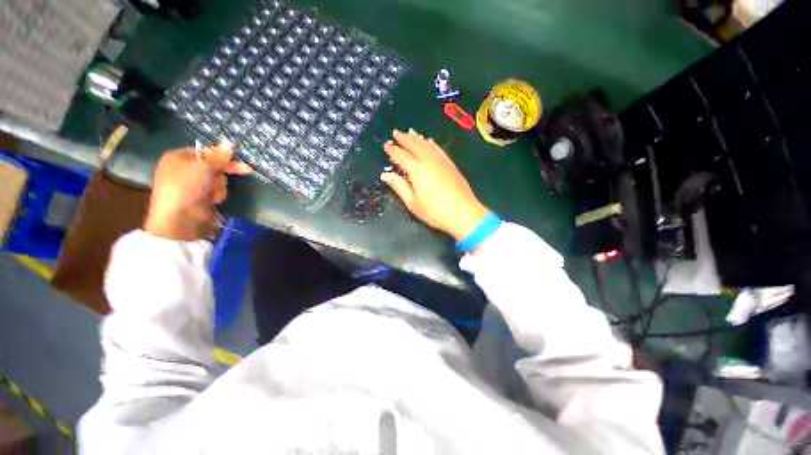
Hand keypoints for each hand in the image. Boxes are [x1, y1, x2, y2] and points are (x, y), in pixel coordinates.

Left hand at [144, 142, 251, 240]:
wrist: (180, 218)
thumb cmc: (187, 187)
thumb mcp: (204, 167)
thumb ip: (219, 156)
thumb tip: (230, 143)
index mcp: (178, 157)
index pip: (205, 151)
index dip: (221, 155)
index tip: (237, 158)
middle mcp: (183, 169)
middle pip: (213, 166)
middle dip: (223, 172)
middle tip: (245, 171)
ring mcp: (191, 185)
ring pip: (217, 179)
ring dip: (220, 186)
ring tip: (214, 193)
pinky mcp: (199, 197)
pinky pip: (215, 191)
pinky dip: (218, 195)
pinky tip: (213, 200)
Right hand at [381, 129, 487, 240]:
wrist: (464, 213)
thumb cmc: (435, 211)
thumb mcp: (413, 203)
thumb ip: (399, 186)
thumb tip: (385, 175)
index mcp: (417, 170)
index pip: (402, 155)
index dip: (393, 150)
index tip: (386, 145)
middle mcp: (429, 160)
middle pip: (415, 145)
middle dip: (404, 138)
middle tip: (396, 132)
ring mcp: (441, 161)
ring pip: (427, 144)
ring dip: (417, 138)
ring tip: (410, 132)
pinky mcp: (450, 164)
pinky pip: (438, 148)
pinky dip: (431, 143)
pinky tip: (429, 141)